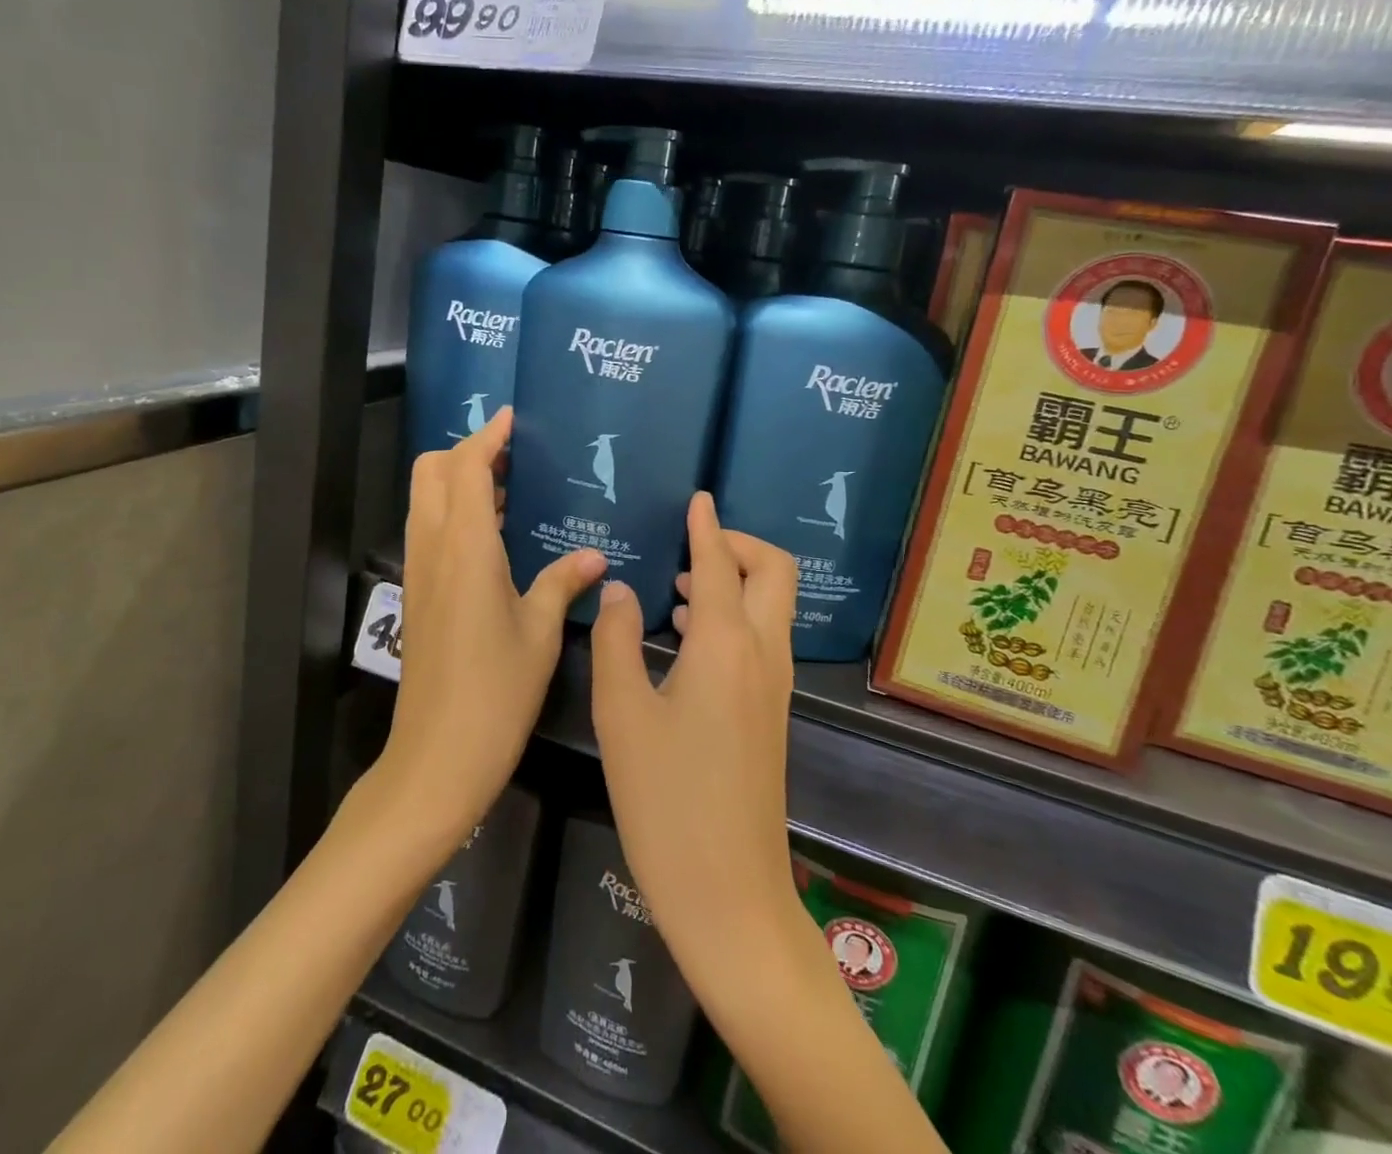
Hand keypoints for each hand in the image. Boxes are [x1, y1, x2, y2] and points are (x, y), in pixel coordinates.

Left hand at [383, 407, 607, 843]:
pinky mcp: (418, 595)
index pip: (465, 468)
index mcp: (465, 548)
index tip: (511, 418)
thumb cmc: (497, 690)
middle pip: (431, 473)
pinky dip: (453, 513)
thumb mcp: (540, 632)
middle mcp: (433, 548)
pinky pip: (430, 531)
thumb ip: (563, 583)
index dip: (486, 437)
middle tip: (511, 457)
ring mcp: (419, 572)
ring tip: (507, 488)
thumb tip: (595, 558)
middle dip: (464, 452)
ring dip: (457, 481)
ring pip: (425, 500)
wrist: (438, 755)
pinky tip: (494, 535)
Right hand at [589, 492, 800, 982]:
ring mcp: (774, 685)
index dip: (706, 526)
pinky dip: (733, 615)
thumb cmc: (665, 800)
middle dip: (739, 544)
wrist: (728, 893)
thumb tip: (619, 589)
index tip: (698, 498)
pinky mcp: (772, 712)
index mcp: (724, 645)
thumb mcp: (623, 713)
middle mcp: (762, 654)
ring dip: (735, 579)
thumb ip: (617, 640)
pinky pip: (762, 638)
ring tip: (678, 585)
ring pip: (771, 605)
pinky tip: (686, 636)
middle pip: (773, 572)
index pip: (718, 564)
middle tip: (691, 544)